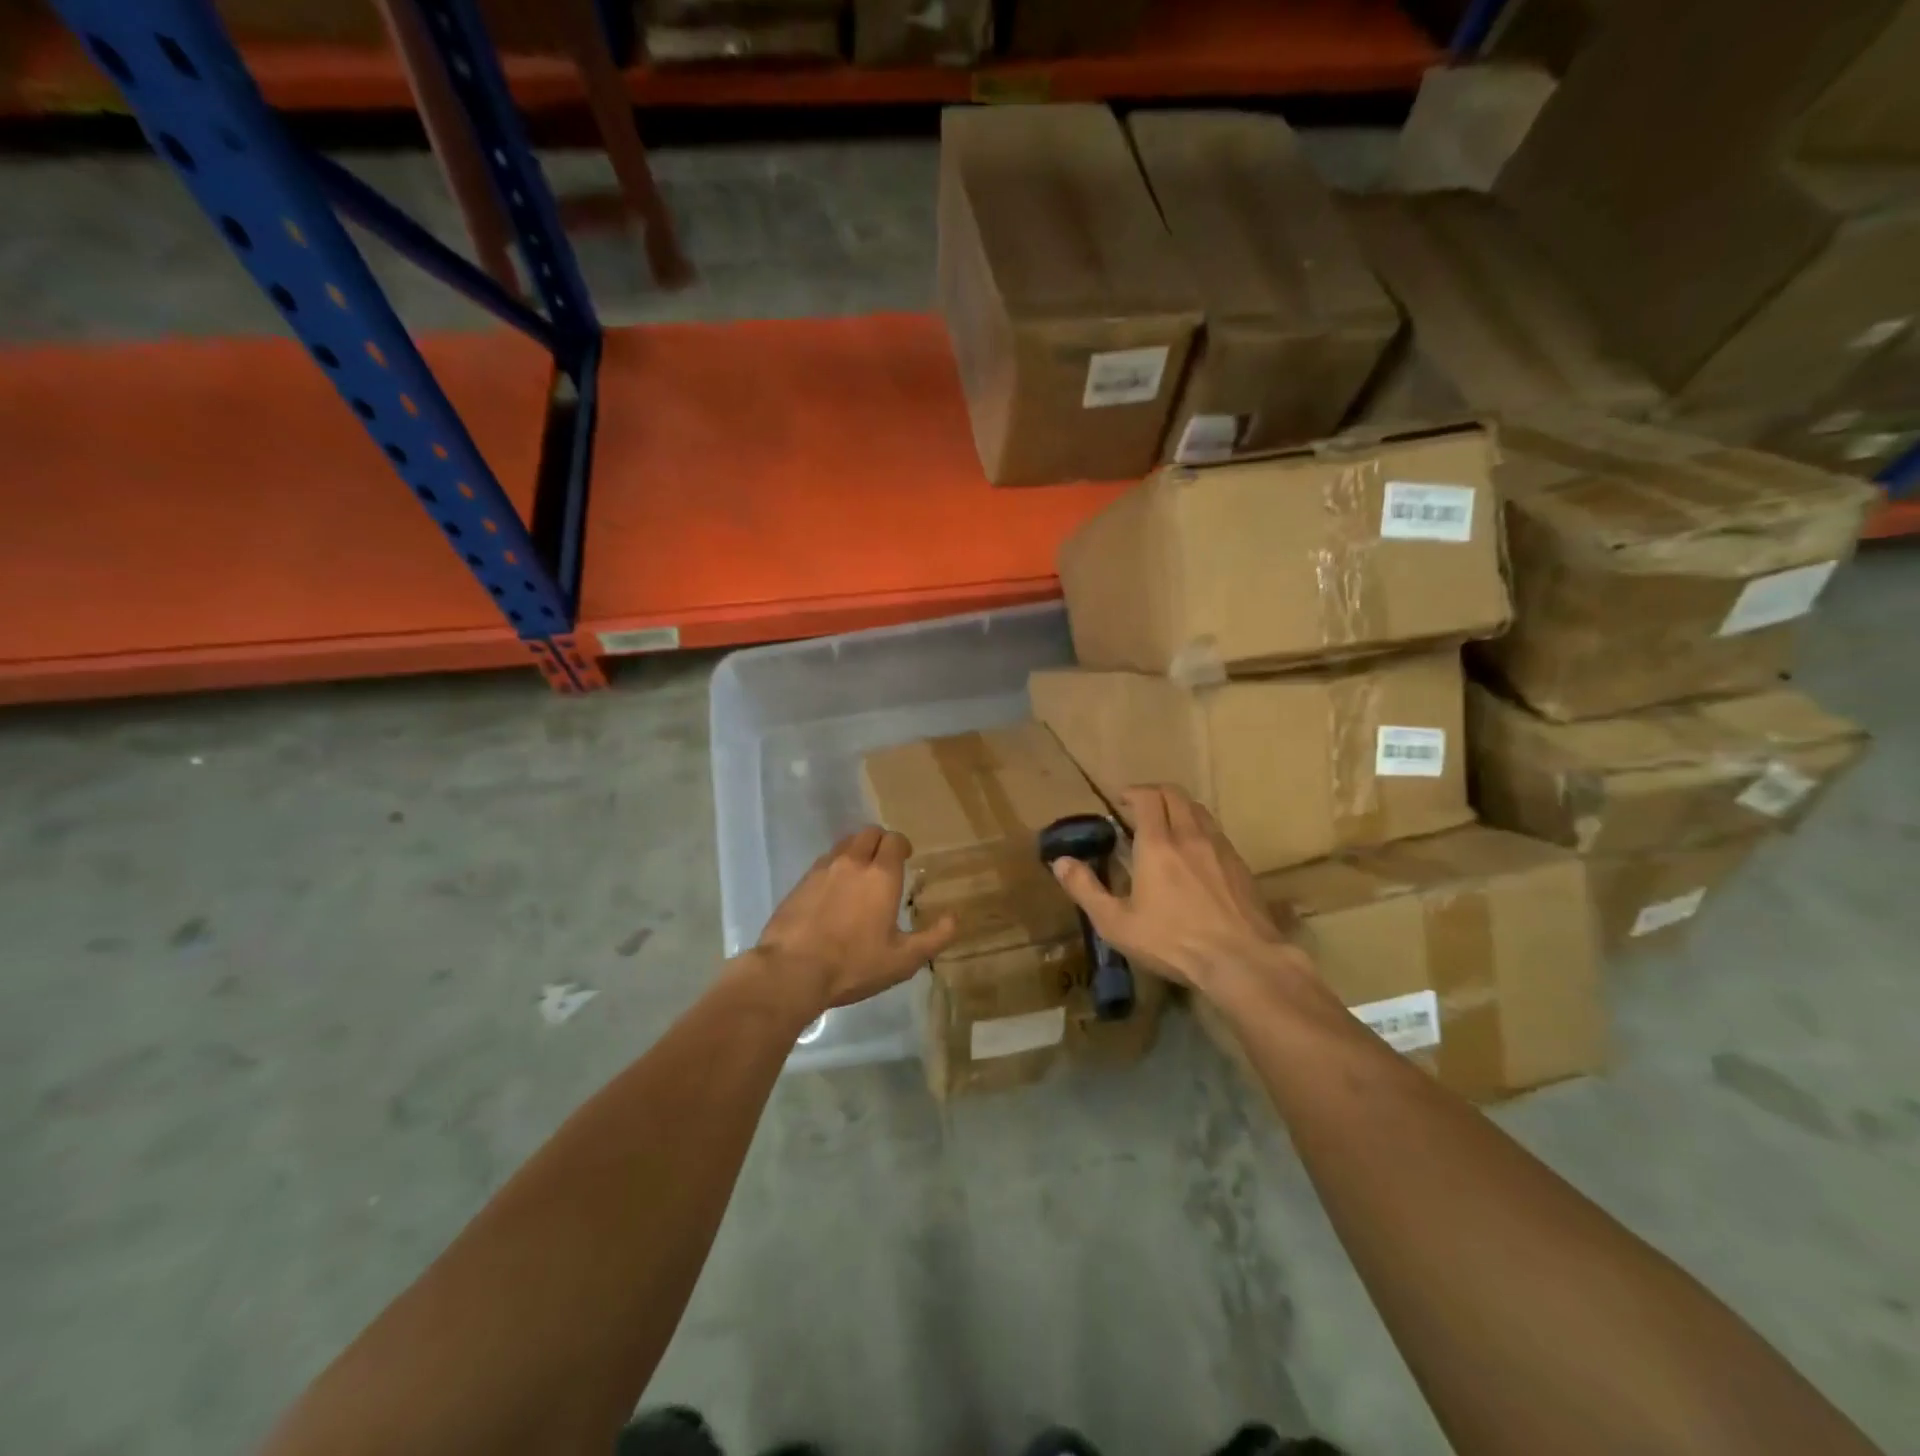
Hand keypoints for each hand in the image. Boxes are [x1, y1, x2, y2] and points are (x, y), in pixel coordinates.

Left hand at [749, 826, 956, 1018]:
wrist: (791, 971)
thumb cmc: (853, 964)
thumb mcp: (903, 960)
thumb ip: (934, 938)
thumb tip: (954, 919)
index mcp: (881, 875)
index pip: (895, 840)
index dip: (903, 845)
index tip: (907, 858)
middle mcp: (852, 862)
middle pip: (869, 833)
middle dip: (881, 842)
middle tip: (885, 863)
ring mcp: (823, 869)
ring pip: (844, 844)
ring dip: (856, 851)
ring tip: (859, 875)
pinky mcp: (800, 882)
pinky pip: (824, 862)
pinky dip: (834, 867)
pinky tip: (834, 892)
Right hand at [1050, 785, 1310, 997]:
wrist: (1241, 961)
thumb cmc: (1172, 942)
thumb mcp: (1116, 923)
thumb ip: (1086, 889)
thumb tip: (1060, 862)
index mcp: (1158, 844)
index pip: (1148, 798)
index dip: (1133, 792)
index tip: (1121, 800)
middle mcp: (1190, 836)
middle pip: (1176, 795)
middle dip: (1156, 794)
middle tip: (1141, 808)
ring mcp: (1220, 849)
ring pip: (1199, 810)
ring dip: (1180, 808)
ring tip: (1168, 826)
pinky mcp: (1241, 866)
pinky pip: (1217, 833)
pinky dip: (1200, 830)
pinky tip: (1195, 855)